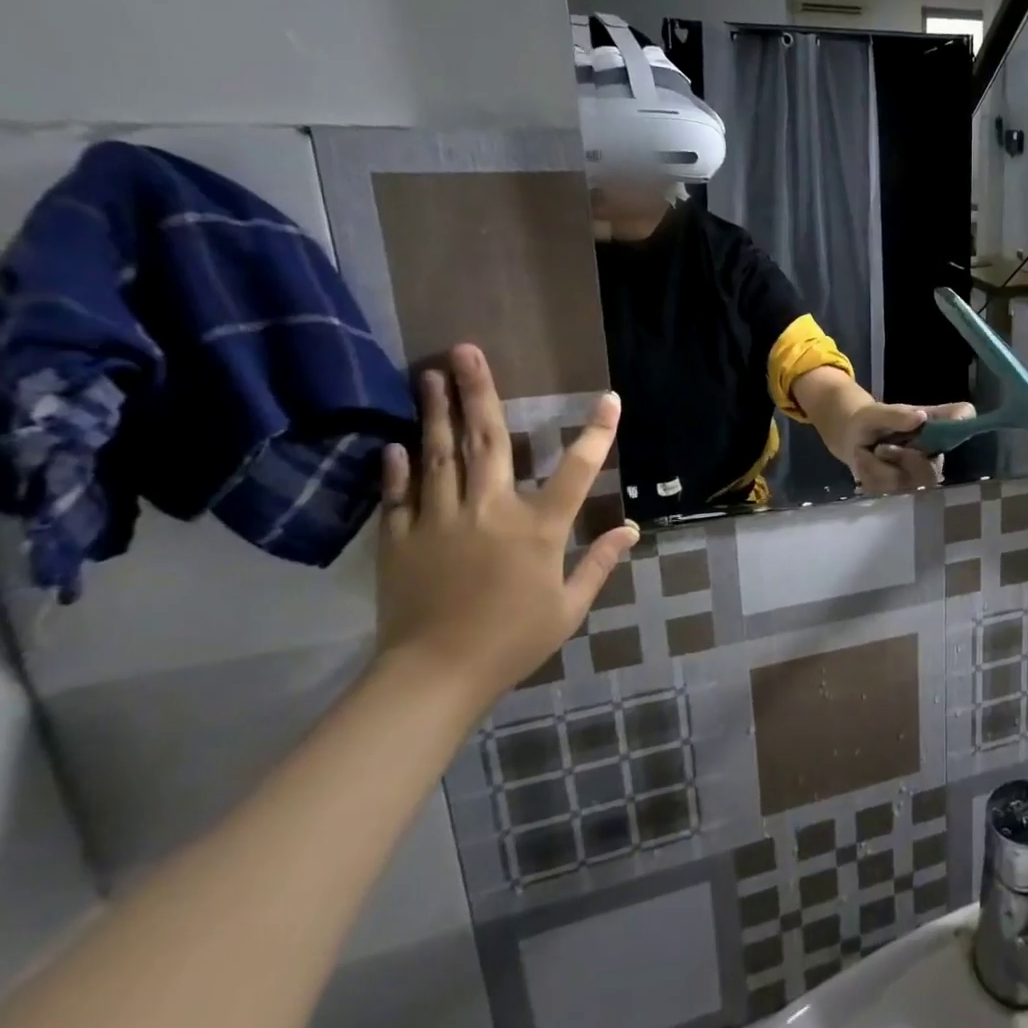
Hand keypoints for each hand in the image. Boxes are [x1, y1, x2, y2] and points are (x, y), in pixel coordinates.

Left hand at [376, 344, 638, 712]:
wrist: (433, 676)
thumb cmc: (512, 641)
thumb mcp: (568, 607)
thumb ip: (599, 563)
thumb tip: (631, 529)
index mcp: (538, 528)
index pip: (577, 470)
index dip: (597, 433)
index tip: (609, 398)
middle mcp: (489, 510)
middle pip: (487, 440)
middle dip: (479, 392)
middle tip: (466, 350)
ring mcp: (438, 521)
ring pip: (438, 455)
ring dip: (435, 412)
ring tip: (428, 374)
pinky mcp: (400, 540)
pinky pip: (398, 495)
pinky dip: (398, 467)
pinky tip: (396, 442)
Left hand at [838, 400, 975, 493]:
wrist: (853, 438)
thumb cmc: (872, 421)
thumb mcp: (876, 414)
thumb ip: (896, 415)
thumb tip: (920, 417)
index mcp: (936, 426)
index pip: (963, 417)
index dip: (963, 423)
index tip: (956, 421)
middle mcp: (935, 452)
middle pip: (932, 471)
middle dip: (904, 460)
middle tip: (881, 448)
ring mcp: (921, 475)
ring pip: (905, 482)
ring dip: (879, 467)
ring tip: (871, 452)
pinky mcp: (903, 490)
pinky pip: (886, 489)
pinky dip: (870, 474)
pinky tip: (868, 463)